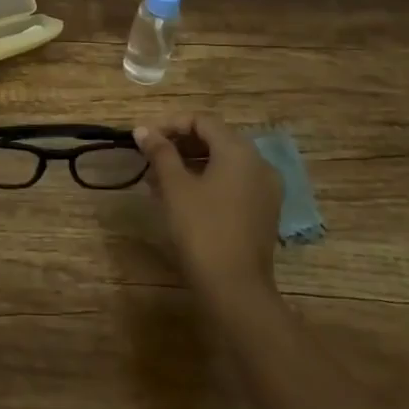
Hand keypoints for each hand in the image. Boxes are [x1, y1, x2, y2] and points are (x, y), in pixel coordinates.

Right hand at [134, 113, 282, 298]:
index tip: (145, 138)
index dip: (171, 124)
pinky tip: (183, 196)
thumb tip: (142, 130)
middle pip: (215, 139)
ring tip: (159, 178)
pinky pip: (234, 182)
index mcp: (239, 151)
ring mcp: (265, 189)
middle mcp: (258, 163)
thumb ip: (160, 152)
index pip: (202, 121)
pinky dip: (208, 181)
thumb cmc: (202, 229)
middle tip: (150, 157)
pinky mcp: (264, 211)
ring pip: (224, 162)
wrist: (235, 288)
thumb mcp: (175, 187)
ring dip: (191, 163)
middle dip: (180, 144)